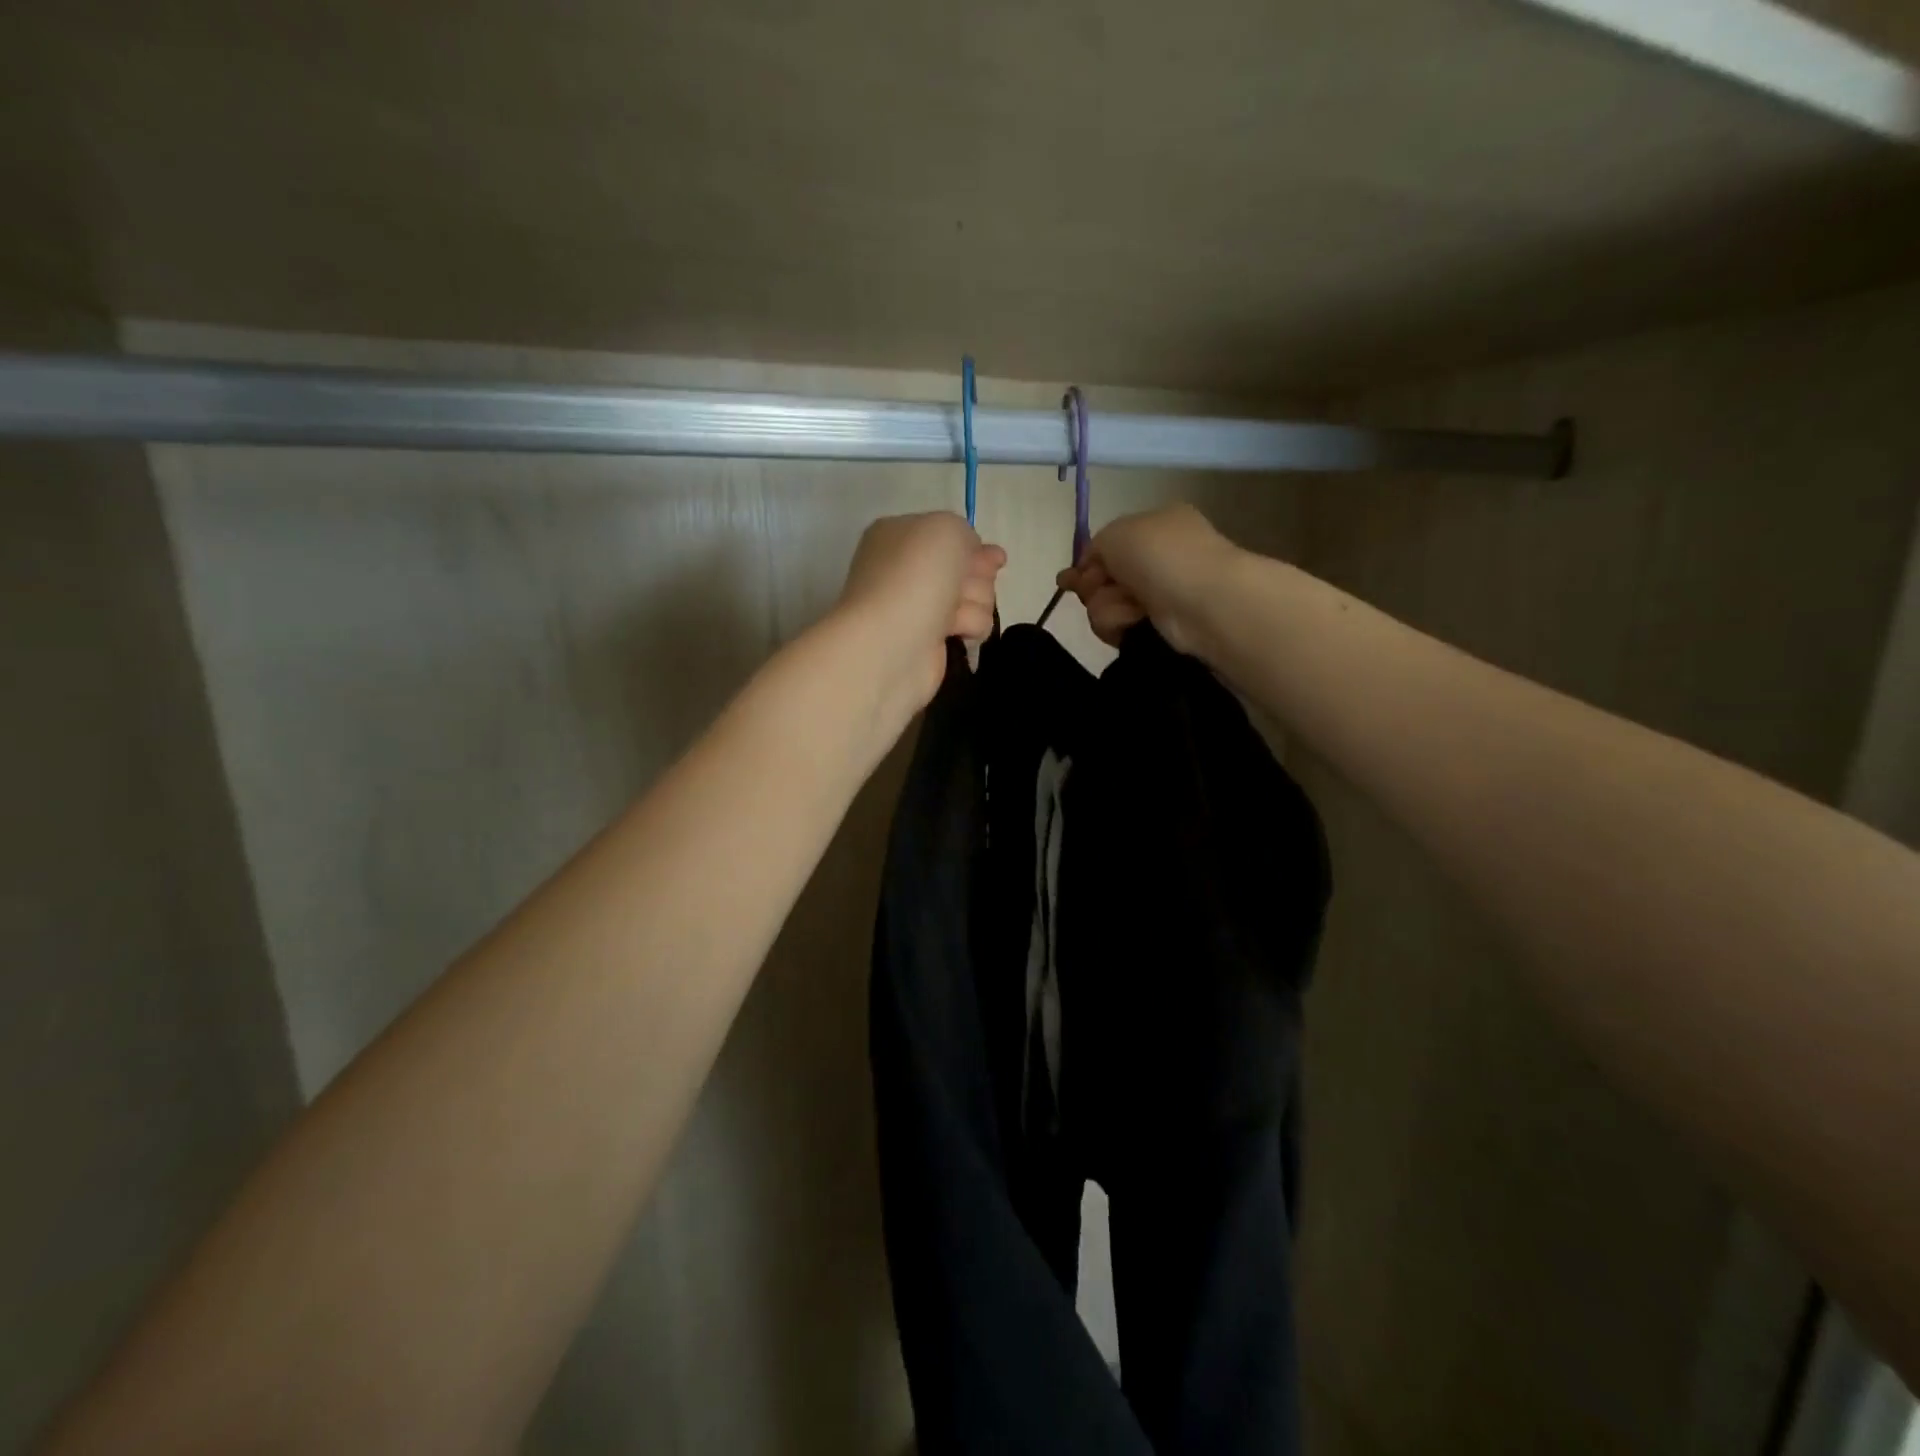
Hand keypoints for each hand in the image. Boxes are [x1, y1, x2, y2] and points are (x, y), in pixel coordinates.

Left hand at [837, 511, 1005, 710]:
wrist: (891, 643)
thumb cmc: (915, 576)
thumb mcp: (946, 528)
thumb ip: (965, 532)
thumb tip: (972, 558)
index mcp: (900, 535)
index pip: (949, 534)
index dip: (973, 546)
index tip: (995, 557)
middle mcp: (908, 569)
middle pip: (967, 565)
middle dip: (977, 575)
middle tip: (961, 586)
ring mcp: (920, 606)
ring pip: (975, 595)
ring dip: (975, 601)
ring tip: (953, 614)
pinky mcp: (932, 639)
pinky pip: (971, 624)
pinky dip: (970, 625)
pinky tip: (955, 632)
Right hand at [1056, 503, 1235, 651]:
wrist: (1203, 600)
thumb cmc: (1161, 555)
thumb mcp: (1117, 533)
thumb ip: (1095, 546)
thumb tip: (1086, 569)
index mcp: (1156, 526)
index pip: (1109, 546)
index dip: (1086, 563)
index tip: (1066, 580)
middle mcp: (1158, 559)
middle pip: (1103, 580)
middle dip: (1094, 587)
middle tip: (1100, 587)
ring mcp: (1159, 595)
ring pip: (1105, 605)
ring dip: (1107, 607)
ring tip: (1129, 607)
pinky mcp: (1158, 627)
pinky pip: (1120, 627)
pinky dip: (1121, 624)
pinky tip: (1135, 621)